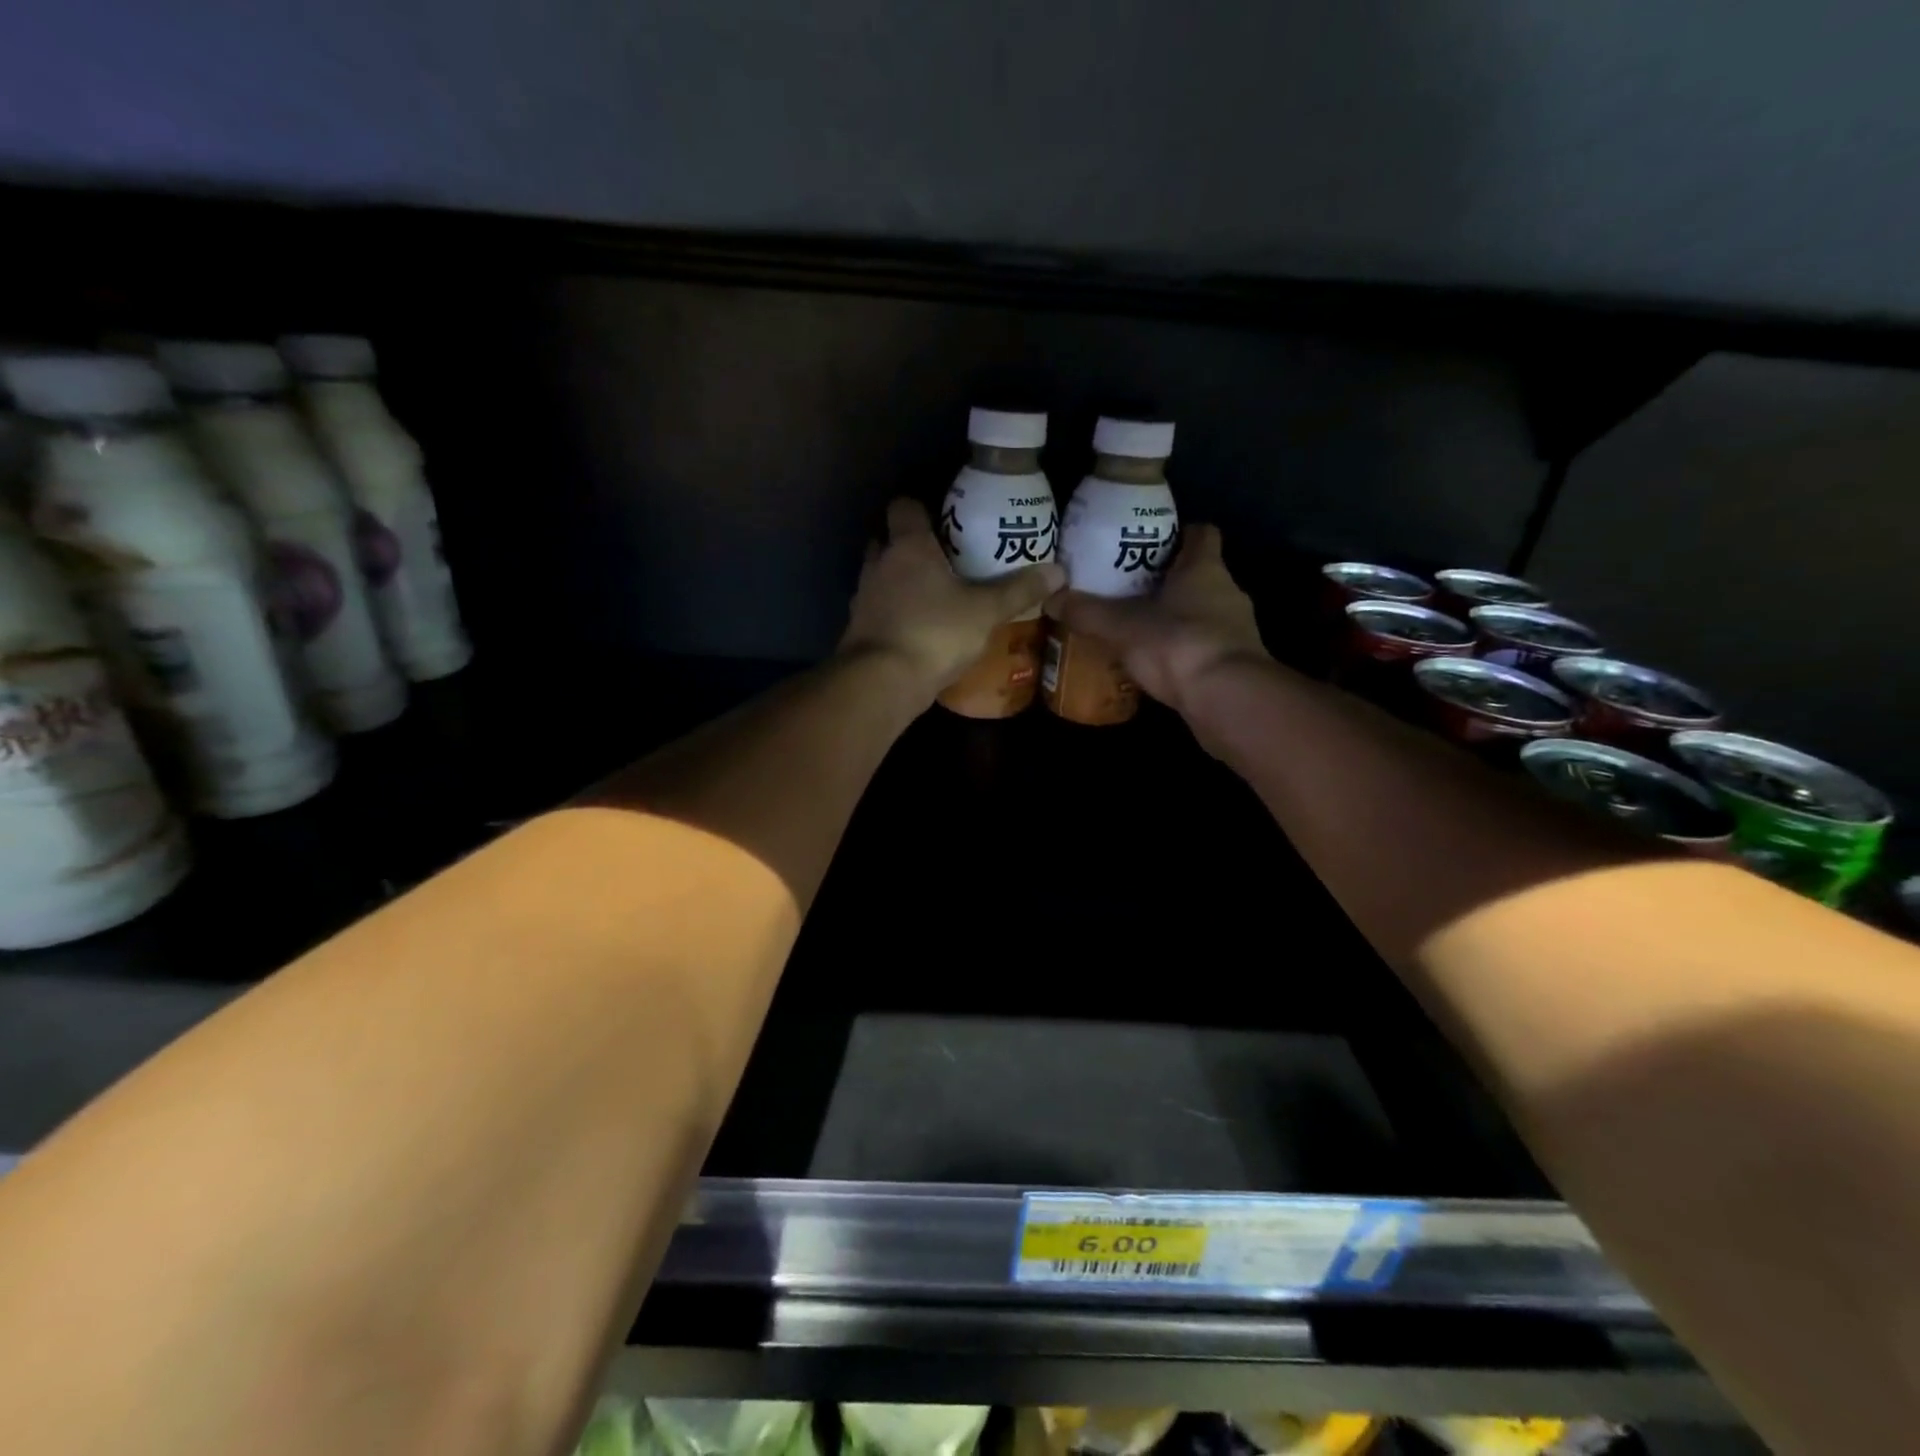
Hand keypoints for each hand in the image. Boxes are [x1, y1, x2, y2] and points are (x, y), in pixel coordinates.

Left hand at [840, 499, 1065, 697]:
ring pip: (881, 577)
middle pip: (888, 541)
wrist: (883, 681)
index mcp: (908, 546)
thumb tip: (1059, 572)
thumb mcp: (985, 612)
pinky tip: (918, 629)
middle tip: (943, 560)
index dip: (920, 510)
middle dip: (910, 547)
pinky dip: (895, 614)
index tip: (943, 521)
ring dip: (900, 582)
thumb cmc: (934, 632)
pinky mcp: (858, 629)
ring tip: (934, 597)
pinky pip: (879, 610)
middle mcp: (879, 564)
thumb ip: (1019, 590)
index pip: (904, 507)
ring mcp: (864, 598)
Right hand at [1045, 524, 1266, 714]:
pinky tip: (1155, 663)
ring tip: (1137, 628)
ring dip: (1175, 619)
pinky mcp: (1234, 664)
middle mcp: (1227, 592)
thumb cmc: (1178, 644)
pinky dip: (1182, 651)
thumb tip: (1049, 597)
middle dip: (1167, 581)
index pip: (1201, 534)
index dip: (1179, 534)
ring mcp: (1236, 630)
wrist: (1227, 699)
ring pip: (1202, 613)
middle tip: (1129, 588)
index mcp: (1204, 568)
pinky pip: (1204, 647)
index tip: (1150, 543)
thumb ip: (1087, 612)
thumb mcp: (1122, 626)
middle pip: (1199, 575)